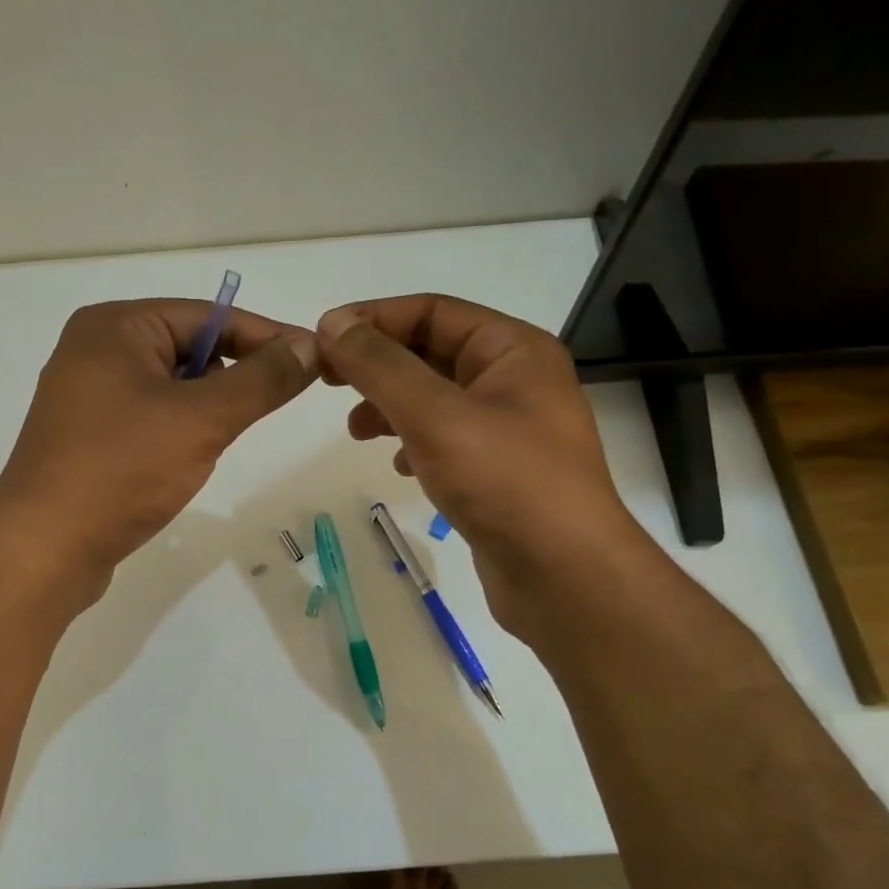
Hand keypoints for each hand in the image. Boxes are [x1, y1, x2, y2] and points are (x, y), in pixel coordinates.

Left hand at [0, 298, 317, 590]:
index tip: (314, 358)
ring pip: (170, 388)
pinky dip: (177, 431)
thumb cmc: (123, 469)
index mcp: (115, 326)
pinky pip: (148, 418)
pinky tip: (184, 462)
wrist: (44, 547)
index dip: (266, 336)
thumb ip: (261, 379)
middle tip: (267, 407)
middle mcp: (95, 350)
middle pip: (188, 348)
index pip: (209, 316)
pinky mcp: (86, 437)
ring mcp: (86, 396)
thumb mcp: (202, 419)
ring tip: (215, 442)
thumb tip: (308, 345)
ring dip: (204, 410)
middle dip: (231, 377)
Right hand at [315, 295, 640, 635]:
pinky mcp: (499, 472)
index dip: (374, 319)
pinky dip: (414, 444)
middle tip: (327, 382)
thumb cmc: (505, 483)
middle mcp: (516, 381)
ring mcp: (510, 430)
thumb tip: (333, 324)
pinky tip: (398, 466)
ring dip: (391, 406)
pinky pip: (446, 440)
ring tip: (356, 431)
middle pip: (432, 352)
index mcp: (513, 350)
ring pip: (435, 400)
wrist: (565, 577)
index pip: (433, 311)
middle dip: (378, 365)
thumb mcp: (435, 415)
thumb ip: (380, 367)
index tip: (322, 338)